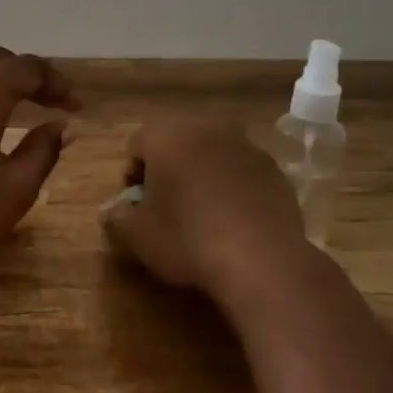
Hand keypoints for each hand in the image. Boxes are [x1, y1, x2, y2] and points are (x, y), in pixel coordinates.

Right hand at [100, 120, 314, 300]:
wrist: (262, 262)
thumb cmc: (187, 240)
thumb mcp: (136, 235)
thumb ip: (117, 216)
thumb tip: (116, 211)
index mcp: (167, 136)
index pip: (137, 145)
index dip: (131, 175)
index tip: (137, 206)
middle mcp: (207, 130)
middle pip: (176, 144)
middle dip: (168, 170)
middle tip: (166, 207)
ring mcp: (247, 147)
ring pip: (211, 156)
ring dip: (202, 177)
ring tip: (201, 215)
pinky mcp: (276, 171)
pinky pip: (241, 173)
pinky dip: (233, 189)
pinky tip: (232, 221)